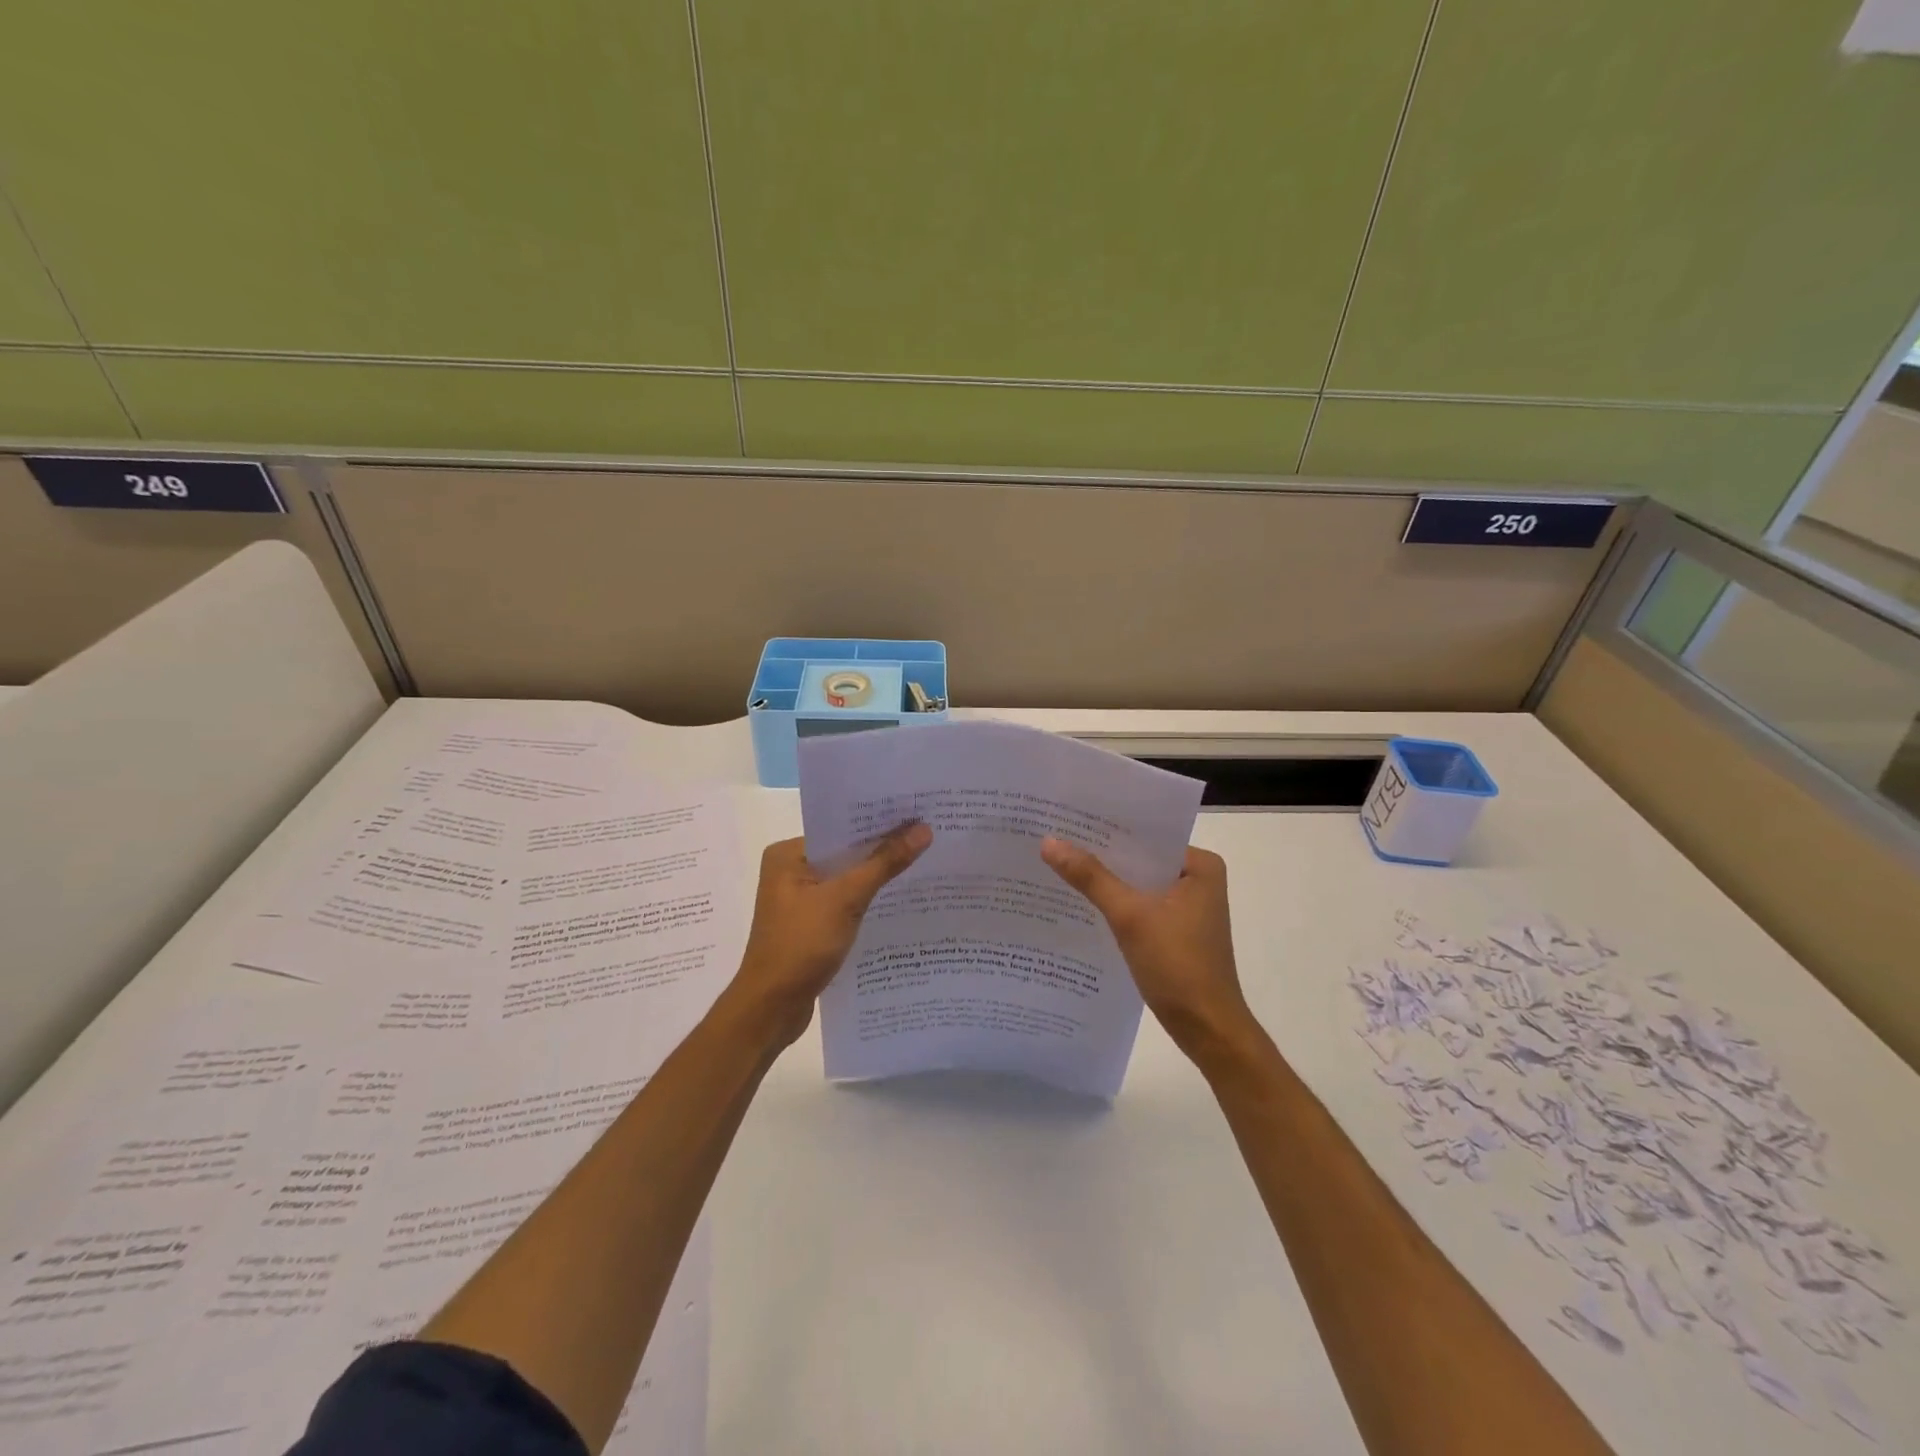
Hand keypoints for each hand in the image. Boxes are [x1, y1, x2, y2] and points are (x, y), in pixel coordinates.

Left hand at [723, 824, 931, 1049]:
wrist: (771, 1010)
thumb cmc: (800, 946)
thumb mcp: (846, 899)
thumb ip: (884, 863)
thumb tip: (923, 829)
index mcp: (787, 854)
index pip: (839, 827)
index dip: (878, 820)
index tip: (917, 812)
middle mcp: (790, 870)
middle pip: (845, 851)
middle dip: (882, 848)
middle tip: (928, 833)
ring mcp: (799, 900)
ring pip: (847, 878)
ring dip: (877, 875)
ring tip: (924, 860)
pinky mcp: (810, 924)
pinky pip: (844, 901)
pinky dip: (867, 900)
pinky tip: (899, 898)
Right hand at [1041, 839, 1257, 1063]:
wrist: (1207, 1030)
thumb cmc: (1178, 966)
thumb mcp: (1130, 916)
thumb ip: (1090, 877)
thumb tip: (1048, 842)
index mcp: (1200, 865)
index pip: (1146, 834)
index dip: (1106, 827)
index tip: (1067, 818)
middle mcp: (1198, 878)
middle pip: (1140, 858)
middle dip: (1102, 853)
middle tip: (1054, 837)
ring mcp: (1188, 906)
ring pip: (1138, 882)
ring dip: (1106, 879)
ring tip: (1058, 863)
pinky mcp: (1176, 929)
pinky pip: (1140, 904)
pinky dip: (1116, 903)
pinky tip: (1081, 900)